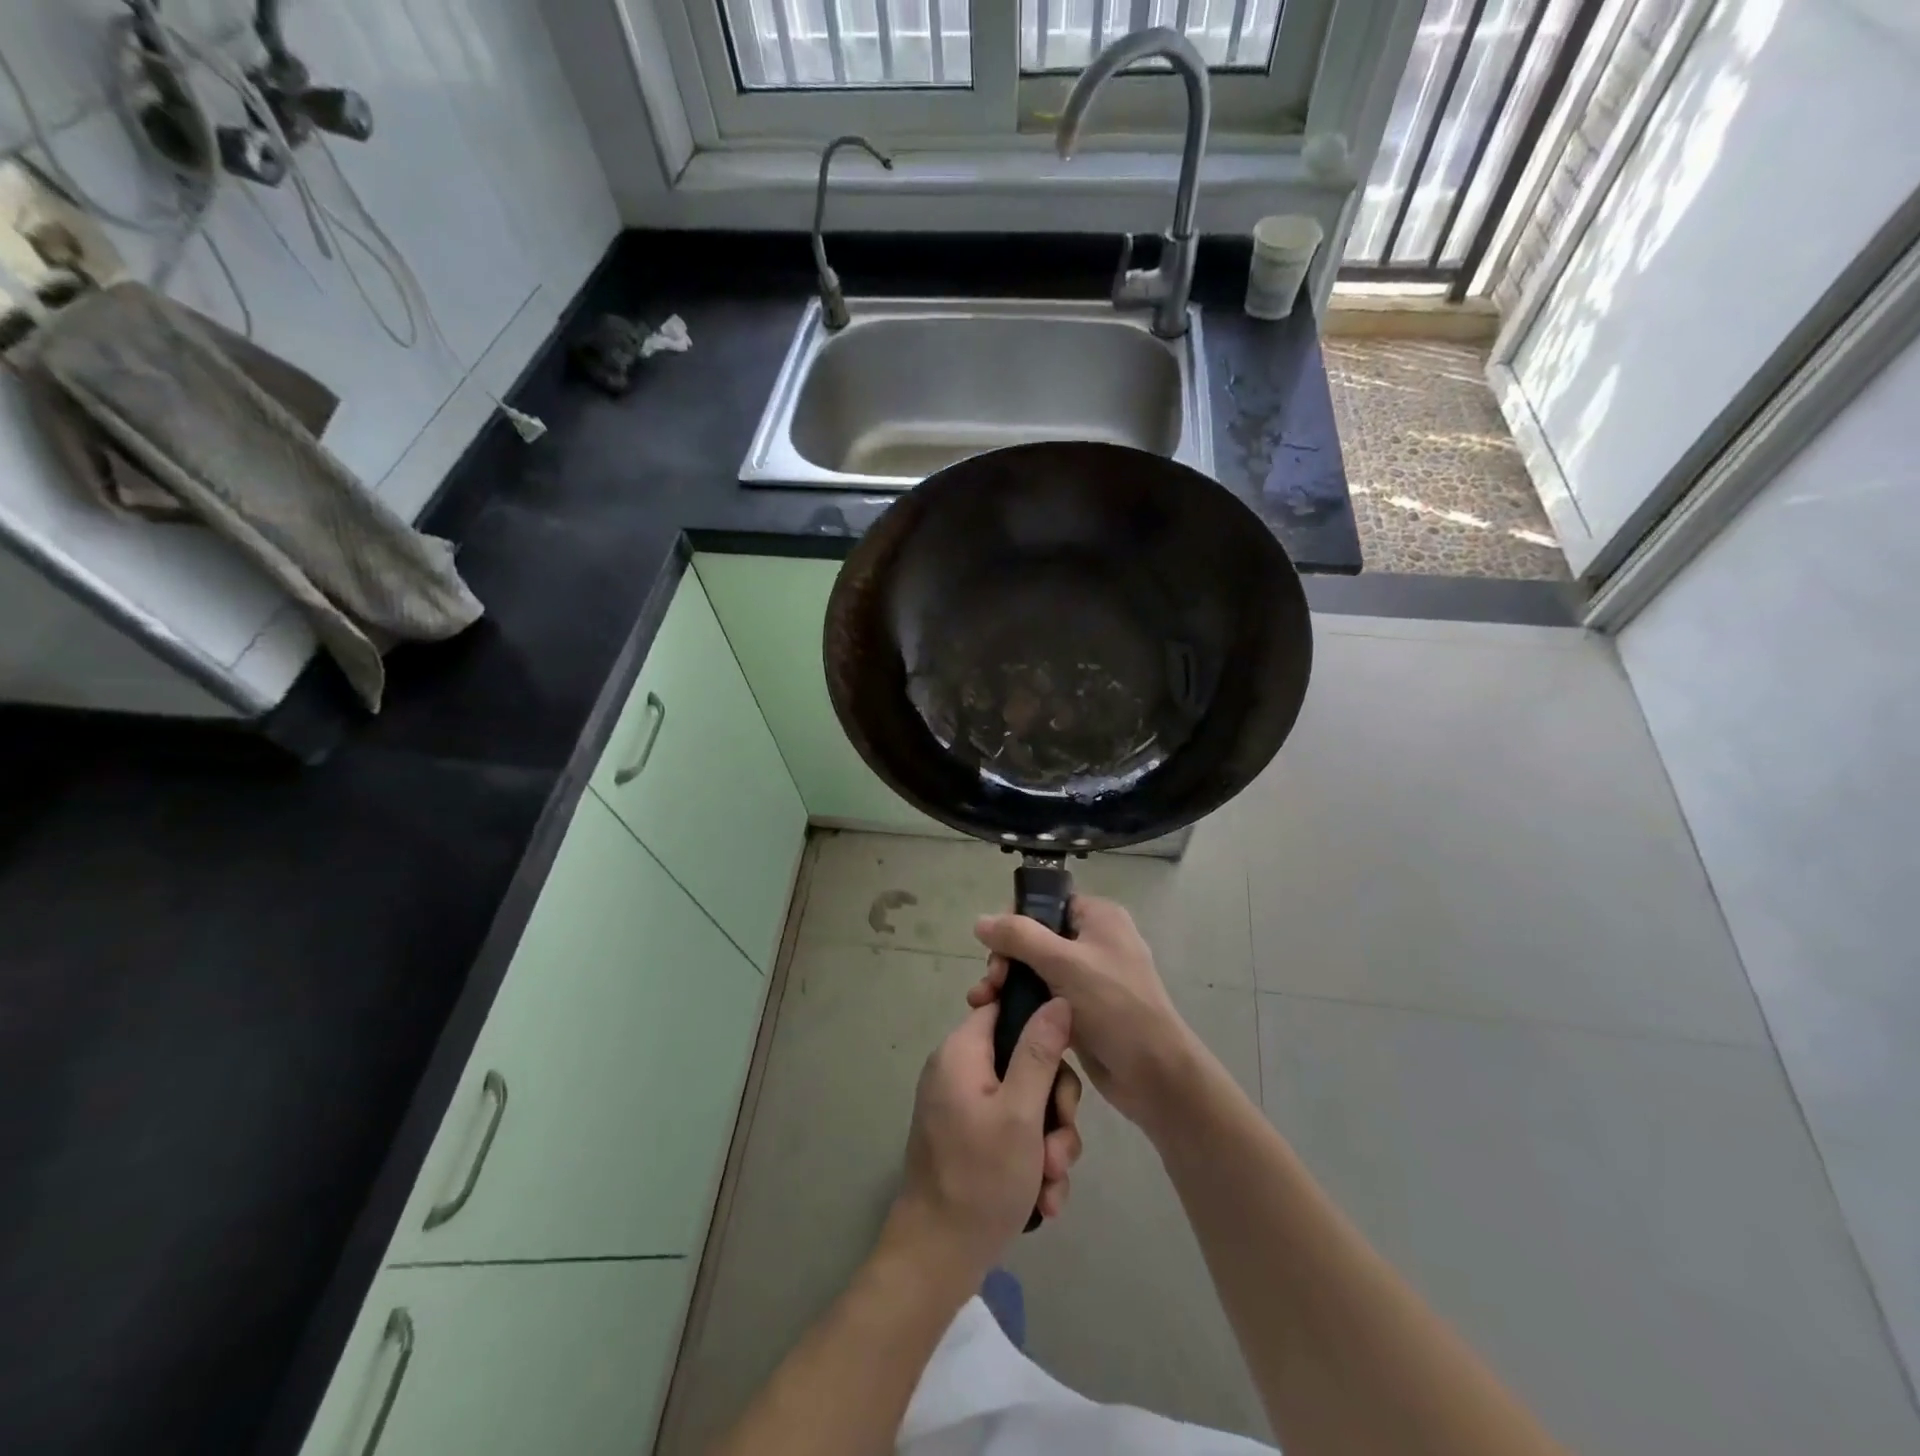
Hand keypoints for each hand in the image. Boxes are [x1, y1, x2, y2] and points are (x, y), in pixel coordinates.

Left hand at [886, 1000, 1083, 1287]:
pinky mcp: (971, 1139)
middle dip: (1055, 1108)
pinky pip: (1014, 1131)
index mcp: (962, 1051)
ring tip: (1052, 1182)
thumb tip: (1057, 999)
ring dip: (1050, 1142)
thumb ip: (1040, 1052)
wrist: (937, 1259)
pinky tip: (1044, 1198)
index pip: (1005, 1007)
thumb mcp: (1021, 1113)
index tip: (1066, 1058)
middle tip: (1059, 1147)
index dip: (1041, 1024)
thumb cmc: (980, 1178)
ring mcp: (965, 1107)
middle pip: (1026, 1061)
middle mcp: (960, 1071)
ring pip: (1028, 1102)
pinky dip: (1032, 1161)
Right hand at [972, 895, 1196, 1134]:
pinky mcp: (1082, 1009)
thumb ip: (1019, 936)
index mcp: (1098, 917)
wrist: (1154, 1074)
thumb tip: (980, 921)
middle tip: (992, 983)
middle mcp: (1094, 940)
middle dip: (1006, 958)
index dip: (1015, 920)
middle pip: (1035, 936)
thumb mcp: (1063, 963)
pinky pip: (1044, 996)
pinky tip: (998, 1016)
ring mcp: (1089, 976)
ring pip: (1036, 968)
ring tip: (984, 1003)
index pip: (1046, 903)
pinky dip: (1022, 1002)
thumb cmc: (1114, 1006)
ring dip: (1008, 982)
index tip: (994, 948)